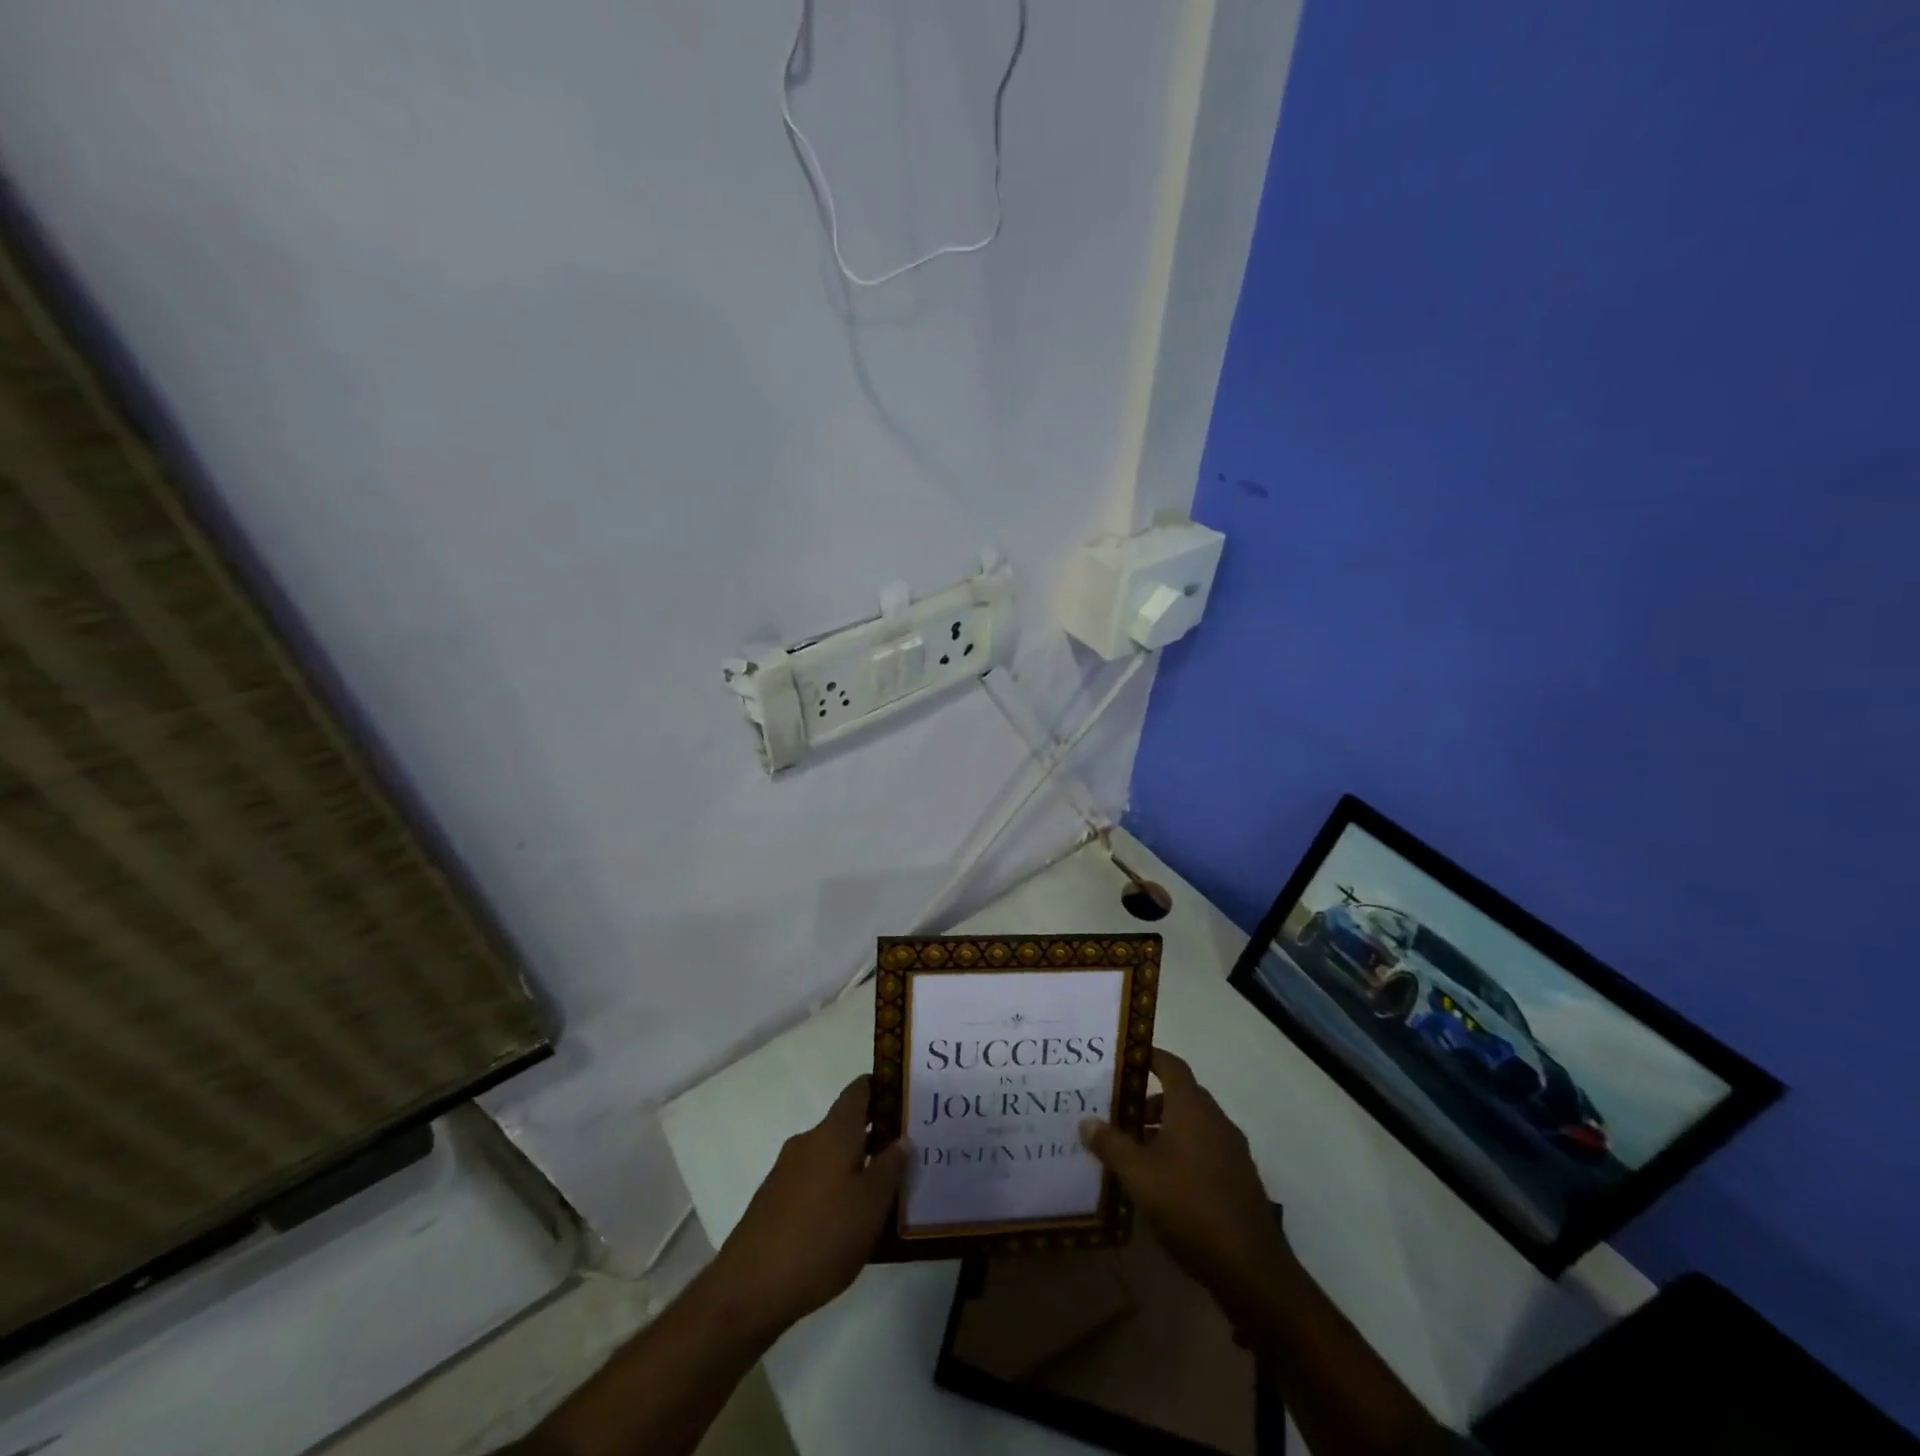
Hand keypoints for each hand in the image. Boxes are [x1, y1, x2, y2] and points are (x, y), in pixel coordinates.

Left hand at [707, 1075, 907, 1340]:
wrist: (749, 1289)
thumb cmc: (821, 1238)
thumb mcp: (870, 1205)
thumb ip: (890, 1168)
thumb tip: (902, 1139)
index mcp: (833, 1133)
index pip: (858, 1091)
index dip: (881, 1087)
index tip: (905, 1097)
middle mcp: (808, 1142)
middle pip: (845, 1126)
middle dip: (874, 1135)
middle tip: (905, 1154)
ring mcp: (786, 1172)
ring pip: (829, 1157)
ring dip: (854, 1166)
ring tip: (882, 1193)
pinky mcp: (773, 1202)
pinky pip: (813, 1182)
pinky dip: (833, 1190)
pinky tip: (847, 1222)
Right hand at [1080, 1049, 1290, 1315]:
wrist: (1249, 1266)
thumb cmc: (1188, 1205)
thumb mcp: (1138, 1175)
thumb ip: (1111, 1145)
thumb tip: (1087, 1122)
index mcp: (1192, 1108)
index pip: (1172, 1066)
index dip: (1150, 1057)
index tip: (1127, 1059)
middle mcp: (1216, 1120)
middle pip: (1181, 1096)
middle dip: (1150, 1101)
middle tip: (1120, 1113)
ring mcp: (1232, 1150)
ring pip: (1194, 1125)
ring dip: (1166, 1129)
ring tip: (1136, 1151)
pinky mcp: (1240, 1178)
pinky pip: (1206, 1149)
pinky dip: (1183, 1151)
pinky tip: (1164, 1181)